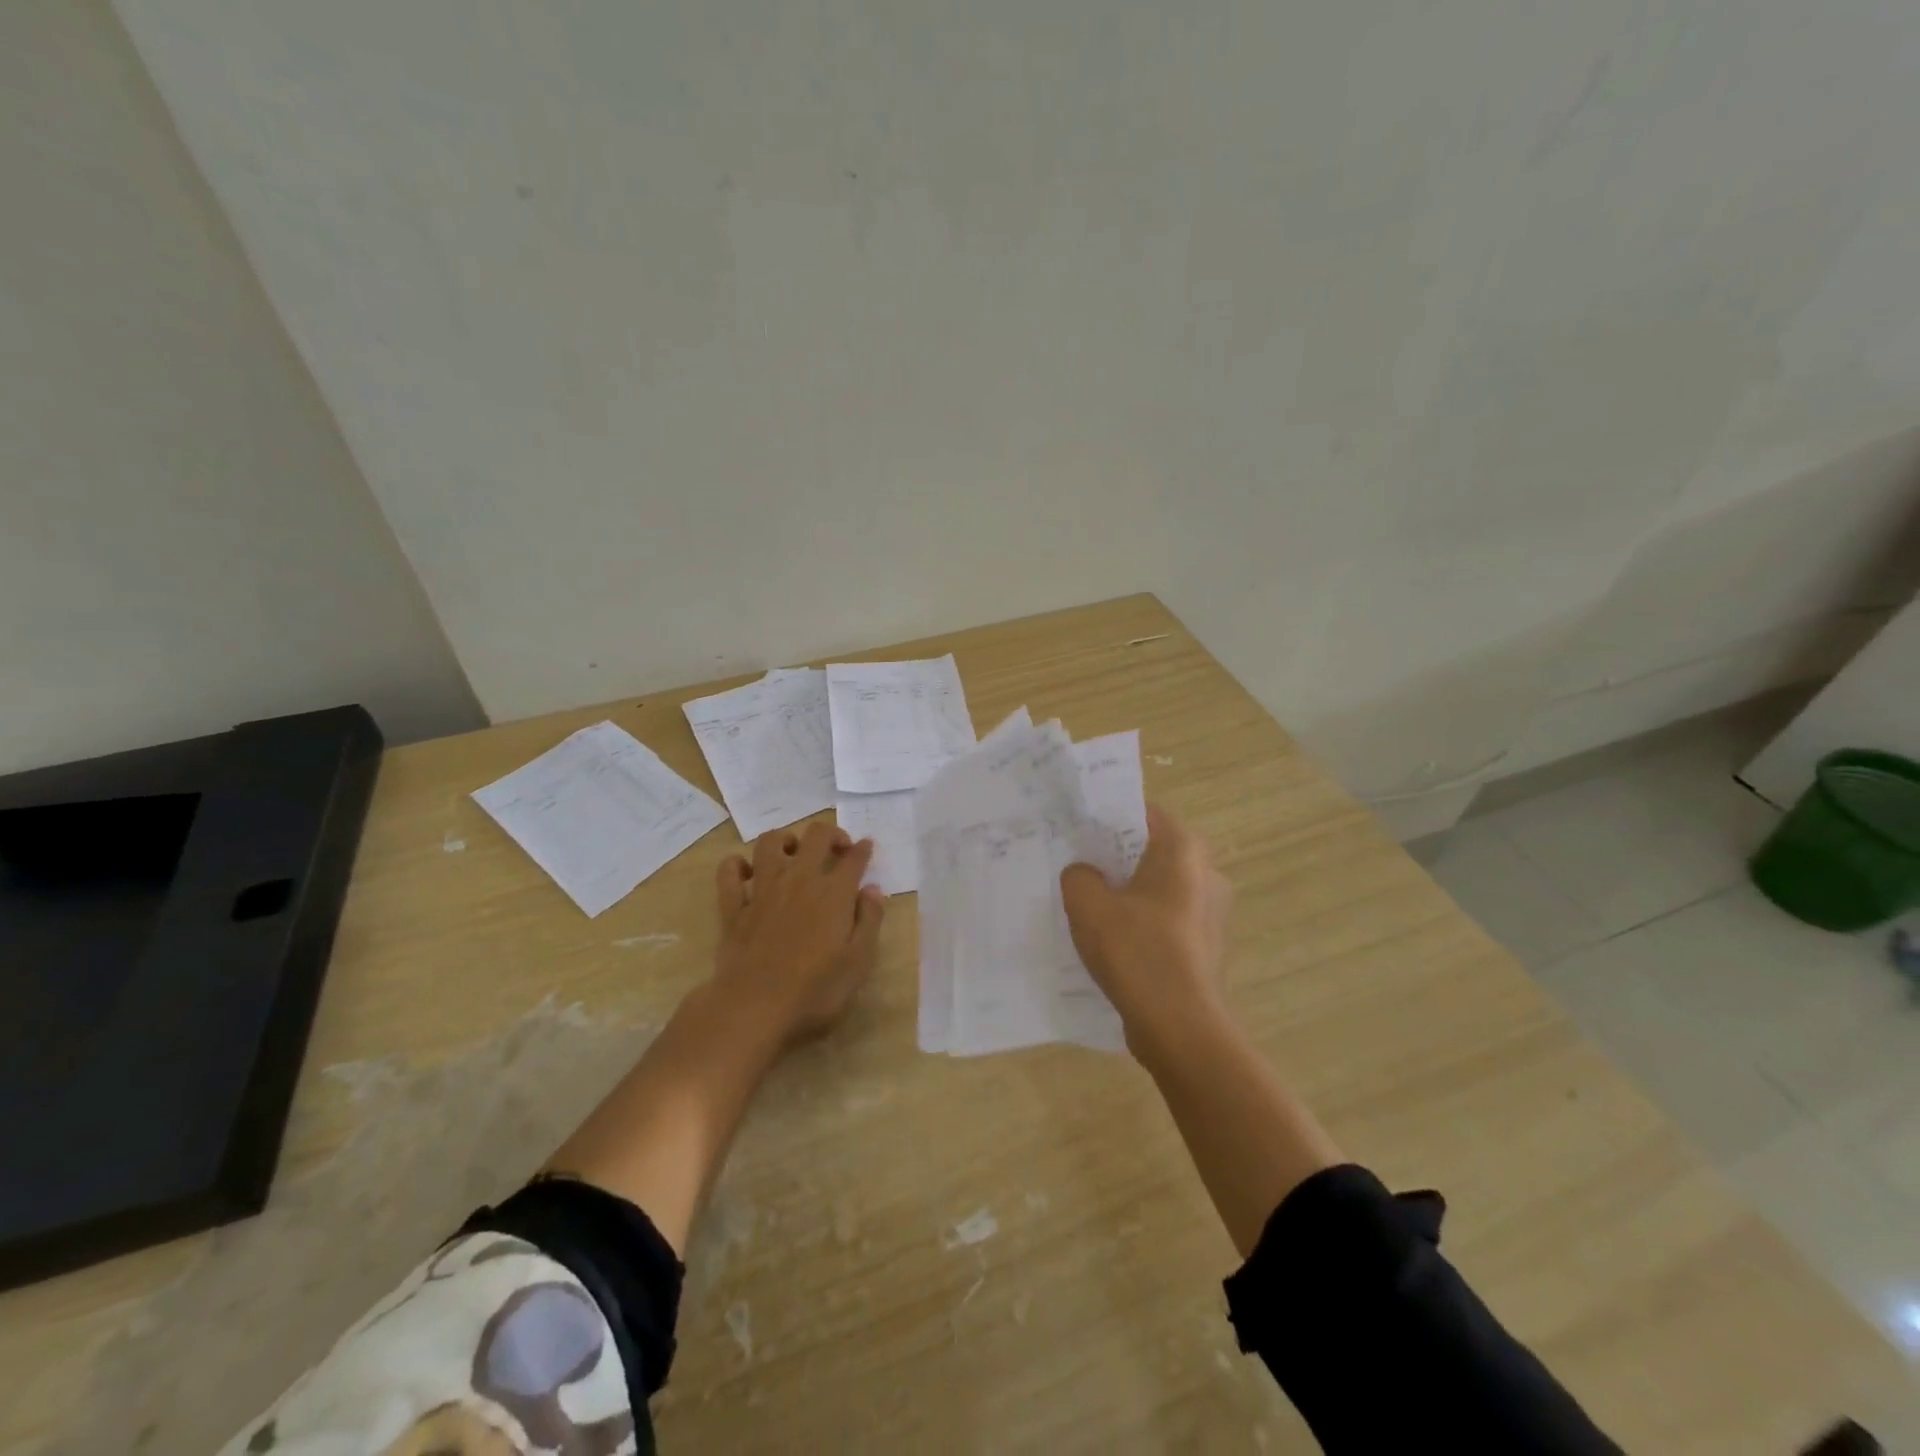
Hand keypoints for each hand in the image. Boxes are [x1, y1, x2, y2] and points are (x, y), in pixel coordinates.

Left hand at [712, 821, 885, 1048]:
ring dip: (785, 839)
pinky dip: (737, 864)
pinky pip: (729, 871)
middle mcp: (799, 880)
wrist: (754, 1009)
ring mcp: (762, 890)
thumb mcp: (859, 962)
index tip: (867, 847)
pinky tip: (748, 872)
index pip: (853, 858)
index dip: (863, 849)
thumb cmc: (815, 991)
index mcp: (834, 893)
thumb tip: (872, 889)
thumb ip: (869, 920)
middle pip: (815, 837)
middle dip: (831, 834)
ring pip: (770, 842)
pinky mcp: (733, 907)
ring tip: (794, 853)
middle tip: (837, 849)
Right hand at [1060, 805, 1232, 1054]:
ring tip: (1090, 908)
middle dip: (1116, 858)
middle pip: (1152, 852)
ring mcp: (1212, 913)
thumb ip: (1079, 875)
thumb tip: (1085, 874)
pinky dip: (1143, 925)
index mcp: (1184, 850)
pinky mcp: (1207, 947)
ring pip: (1160, 889)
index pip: (1143, 813)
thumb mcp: (1087, 904)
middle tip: (1078, 867)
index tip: (1078, 829)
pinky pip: (1167, 921)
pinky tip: (1113, 944)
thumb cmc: (1136, 951)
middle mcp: (1207, 873)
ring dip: (1129, 895)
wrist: (1180, 1027)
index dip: (1108, 817)